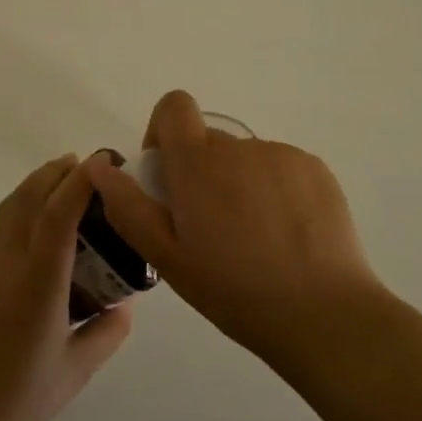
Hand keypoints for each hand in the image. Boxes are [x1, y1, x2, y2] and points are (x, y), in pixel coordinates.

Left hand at [0, 154, 132, 420]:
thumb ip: (107, 333)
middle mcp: (1, 268)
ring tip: (54, 178)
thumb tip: (125, 304)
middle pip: (27, 200)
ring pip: (4, 211)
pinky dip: (11, 215)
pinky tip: (24, 226)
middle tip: (80, 162)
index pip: (58, 217)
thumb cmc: (17, 409)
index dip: (79, 184)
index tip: (99, 164)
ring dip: (31, 188)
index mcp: (36, 290)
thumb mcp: (75, 374)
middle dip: (55, 174)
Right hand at [86, 91, 383, 365]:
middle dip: (201, 173)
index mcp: (199, 163)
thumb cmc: (234, 290)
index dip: (163, 130)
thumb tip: (98, 166)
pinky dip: (274, 191)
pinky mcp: (315, 170)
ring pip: (245, 159)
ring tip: (252, 240)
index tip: (168, 175)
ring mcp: (283, 155)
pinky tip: (284, 237)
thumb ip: (128, 206)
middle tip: (210, 228)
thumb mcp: (167, 257)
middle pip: (209, 141)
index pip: (175, 105)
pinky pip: (280, 168)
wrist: (323, 314)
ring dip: (238, 184)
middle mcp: (240, 146)